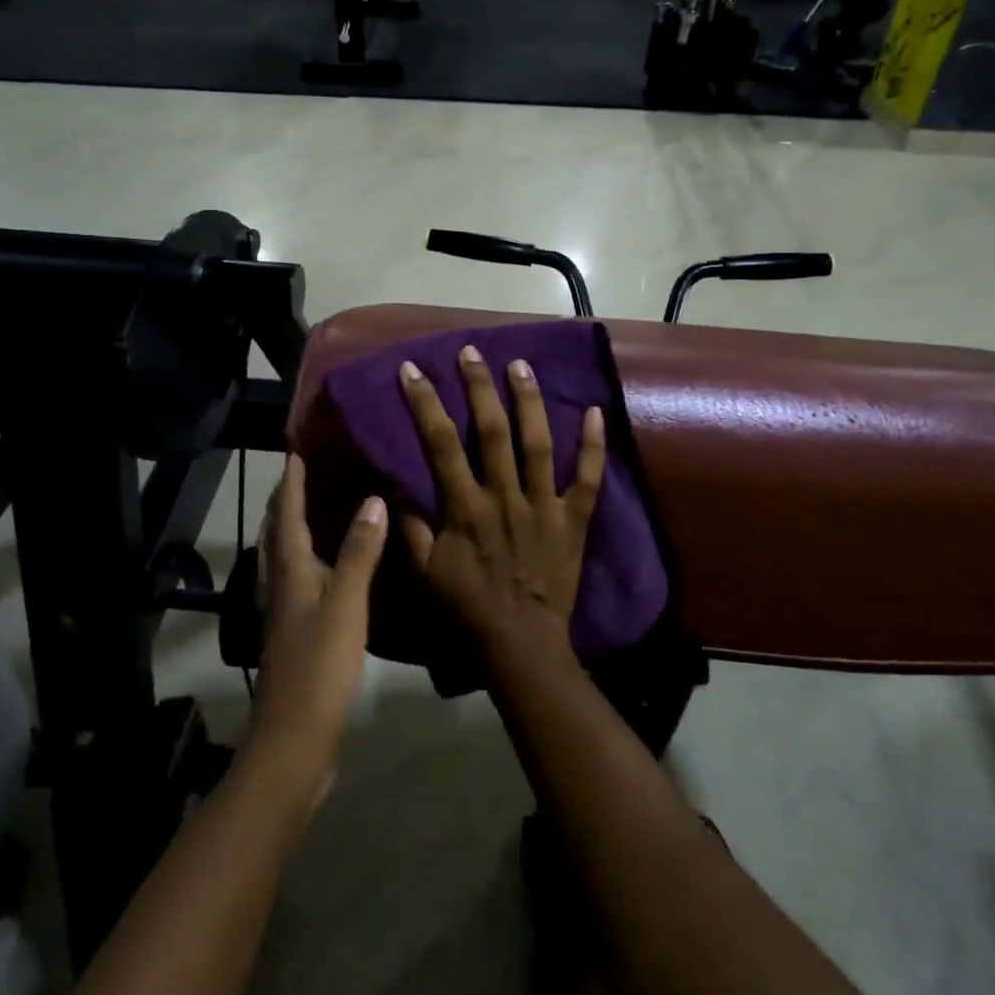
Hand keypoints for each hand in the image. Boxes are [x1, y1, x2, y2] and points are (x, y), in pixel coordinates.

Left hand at [246, 456, 386, 811]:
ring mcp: (287, 610)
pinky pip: (303, 578)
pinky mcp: (298, 631)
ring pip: (288, 555)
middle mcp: (282, 583)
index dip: (290, 480)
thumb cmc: (319, 664)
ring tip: (323, 504)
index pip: (285, 512)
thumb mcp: (346, 603)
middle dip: (288, 498)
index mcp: (289, 571)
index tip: (298, 447)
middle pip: (278, 531)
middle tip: (310, 469)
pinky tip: (335, 564)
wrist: (295, 738)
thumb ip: (359, 551)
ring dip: (298, 525)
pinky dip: (313, 556)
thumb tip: (373, 498)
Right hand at [397, 346, 605, 661]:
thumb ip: (410, 527)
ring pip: (538, 443)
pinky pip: (588, 478)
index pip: (440, 443)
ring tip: (520, 364)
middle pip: (491, 430)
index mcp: (466, 507)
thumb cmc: (468, 607)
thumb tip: (398, 485)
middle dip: (478, 386)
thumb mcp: (425, 572)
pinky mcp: (575, 518)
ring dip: (528, 400)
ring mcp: (544, 505)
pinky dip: (594, 445)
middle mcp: (505, 496)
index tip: (412, 370)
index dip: (425, 403)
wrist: (521, 643)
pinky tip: (596, 411)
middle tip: (471, 351)